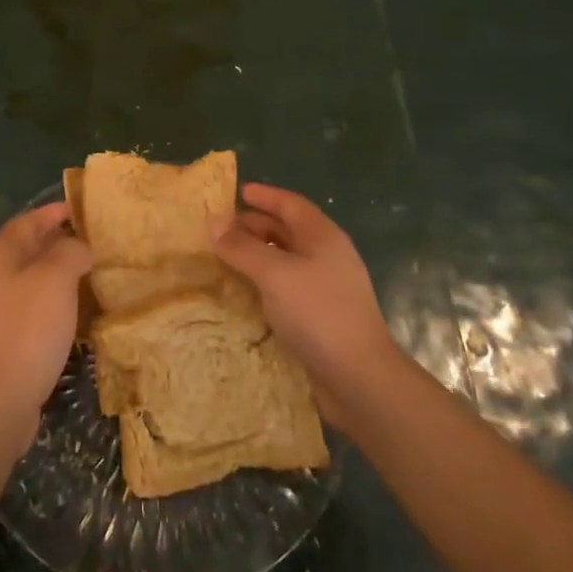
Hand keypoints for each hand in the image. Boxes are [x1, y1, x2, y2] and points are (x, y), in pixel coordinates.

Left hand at [0, 202, 91, 457]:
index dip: (55, 212)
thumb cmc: (26, 330)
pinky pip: (31, 309)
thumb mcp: (55, 279)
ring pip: (30, 281)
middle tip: (94, 243)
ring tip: (91, 276)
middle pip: (27, 250)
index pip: (28, 221)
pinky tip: (74, 314)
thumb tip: (78, 247)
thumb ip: (70, 252)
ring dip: (58, 275)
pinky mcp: (1, 341)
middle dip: (59, 243)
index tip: (83, 211)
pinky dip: (53, 303)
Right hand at [212, 184, 401, 427]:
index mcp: (322, 237)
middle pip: (287, 231)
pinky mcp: (318, 318)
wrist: (359, 379)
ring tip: (223, 258)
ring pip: (284, 261)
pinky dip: (262, 284)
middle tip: (220, 228)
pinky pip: (284, 289)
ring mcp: (324, 289)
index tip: (237, 192)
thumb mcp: (275, 274)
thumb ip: (242, 247)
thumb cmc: (318, 313)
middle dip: (254, 226)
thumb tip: (213, 222)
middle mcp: (326, 257)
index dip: (265, 196)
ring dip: (255, 256)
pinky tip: (241, 293)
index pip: (290, 204)